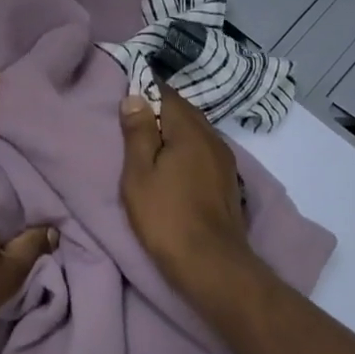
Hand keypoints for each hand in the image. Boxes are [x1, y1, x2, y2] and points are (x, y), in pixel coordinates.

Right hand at [119, 85, 258, 298]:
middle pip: (184, 112)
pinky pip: (203, 151)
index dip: (146, 90)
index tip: (126, 96)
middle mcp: (213, 138)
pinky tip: (173, 166)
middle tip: (133, 121)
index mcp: (190, 131)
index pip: (167, 94)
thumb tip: (135, 97)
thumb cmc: (166, 217)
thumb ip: (138, 134)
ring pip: (196, 132)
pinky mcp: (228, 181)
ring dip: (174, 132)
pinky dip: (186, 150)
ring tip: (150, 144)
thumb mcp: (139, 175)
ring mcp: (225, 160)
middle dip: (160, 110)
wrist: (212, 264)